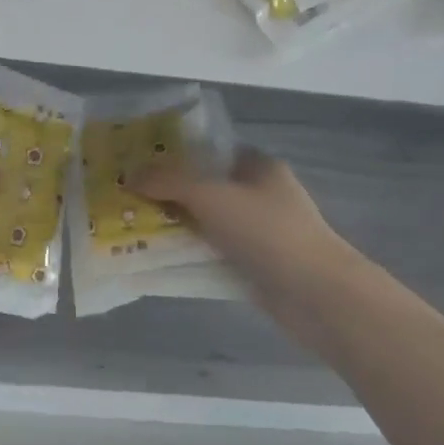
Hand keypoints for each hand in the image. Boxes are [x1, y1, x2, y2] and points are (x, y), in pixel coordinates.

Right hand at [134, 148, 343, 279]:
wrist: (315, 294)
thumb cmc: (266, 231)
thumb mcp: (210, 195)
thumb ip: (167, 182)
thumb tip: (128, 175)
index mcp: (258, 166)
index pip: (211, 150)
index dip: (175, 154)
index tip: (139, 162)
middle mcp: (260, 195)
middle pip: (205, 187)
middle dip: (169, 192)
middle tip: (128, 196)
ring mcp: (259, 232)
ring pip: (207, 222)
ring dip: (176, 225)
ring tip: (134, 226)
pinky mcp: (255, 265)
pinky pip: (213, 252)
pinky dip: (190, 254)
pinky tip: (159, 258)